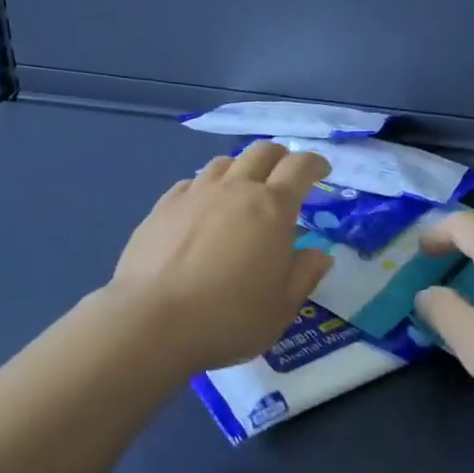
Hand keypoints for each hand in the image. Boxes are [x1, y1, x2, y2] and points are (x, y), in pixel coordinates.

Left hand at [103, 141, 334, 373]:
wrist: (151, 321)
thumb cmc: (228, 317)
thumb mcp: (281, 308)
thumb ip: (304, 275)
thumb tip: (319, 254)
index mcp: (273, 208)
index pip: (300, 167)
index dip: (315, 163)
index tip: (322, 171)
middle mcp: (236, 188)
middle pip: (262, 151)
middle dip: (280, 157)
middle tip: (284, 176)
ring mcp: (196, 193)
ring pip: (224, 162)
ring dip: (241, 168)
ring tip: (242, 190)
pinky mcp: (164, 205)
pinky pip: (191, 183)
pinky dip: (205, 188)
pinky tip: (202, 208)